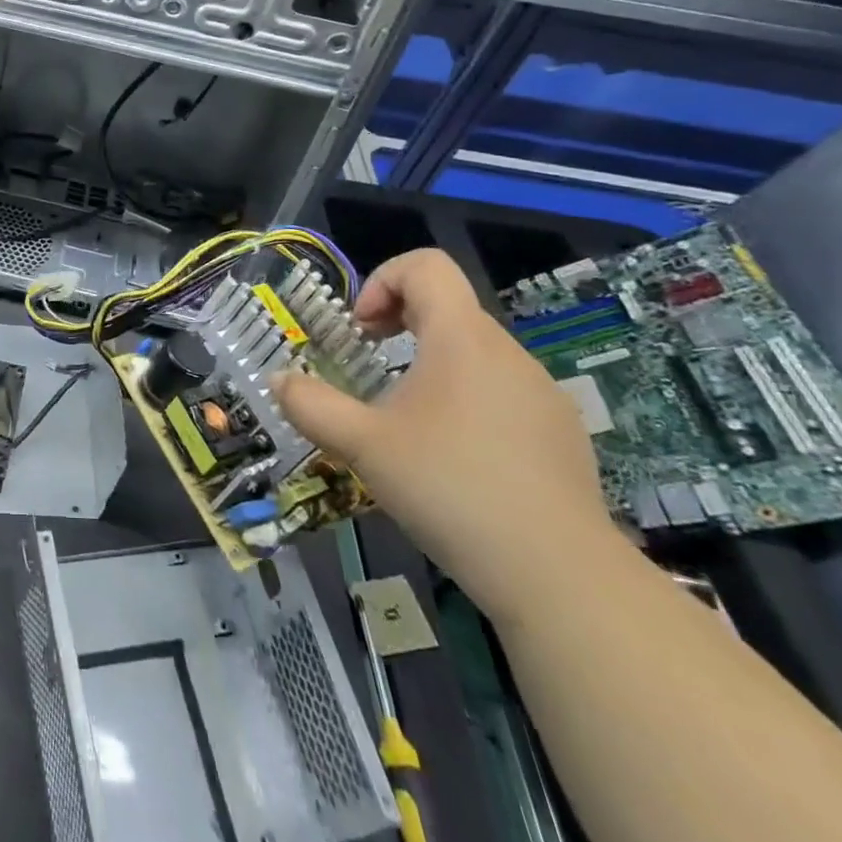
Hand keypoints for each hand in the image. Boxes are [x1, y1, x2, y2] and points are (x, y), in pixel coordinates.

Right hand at [271, 249, 627, 626]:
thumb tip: (279, 381)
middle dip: (398, 326)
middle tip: (369, 369)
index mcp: (461, 338)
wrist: (559, 575)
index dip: (382, 280)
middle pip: (447, 308)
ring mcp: (542, 393)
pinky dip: (467, 403)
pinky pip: (503, 393)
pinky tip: (456, 461)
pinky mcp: (562, 434)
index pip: (426, 266)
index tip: (360, 330)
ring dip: (431, 367)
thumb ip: (311, 406)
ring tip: (407, 423)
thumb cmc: (450, 488)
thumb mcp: (362, 446)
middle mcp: (507, 352)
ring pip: (475, 354)